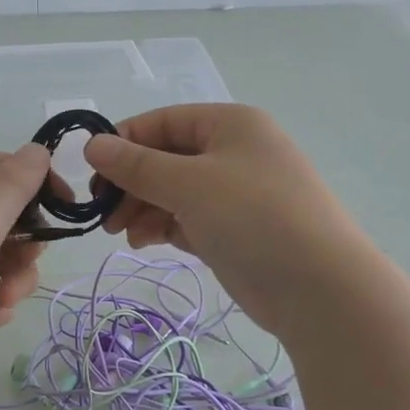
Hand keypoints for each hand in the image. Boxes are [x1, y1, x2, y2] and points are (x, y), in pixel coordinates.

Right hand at [83, 105, 374, 337]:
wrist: (318, 287)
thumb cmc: (253, 218)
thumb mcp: (189, 184)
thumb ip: (137, 165)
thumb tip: (92, 144)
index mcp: (230, 124)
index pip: (163, 122)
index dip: (124, 142)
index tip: (90, 172)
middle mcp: (234, 152)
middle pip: (167, 158)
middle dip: (131, 183)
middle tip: (101, 212)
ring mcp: (236, 194)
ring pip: (174, 192)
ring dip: (142, 208)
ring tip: (119, 233)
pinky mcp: (235, 231)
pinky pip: (188, 219)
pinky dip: (163, 227)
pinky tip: (143, 242)